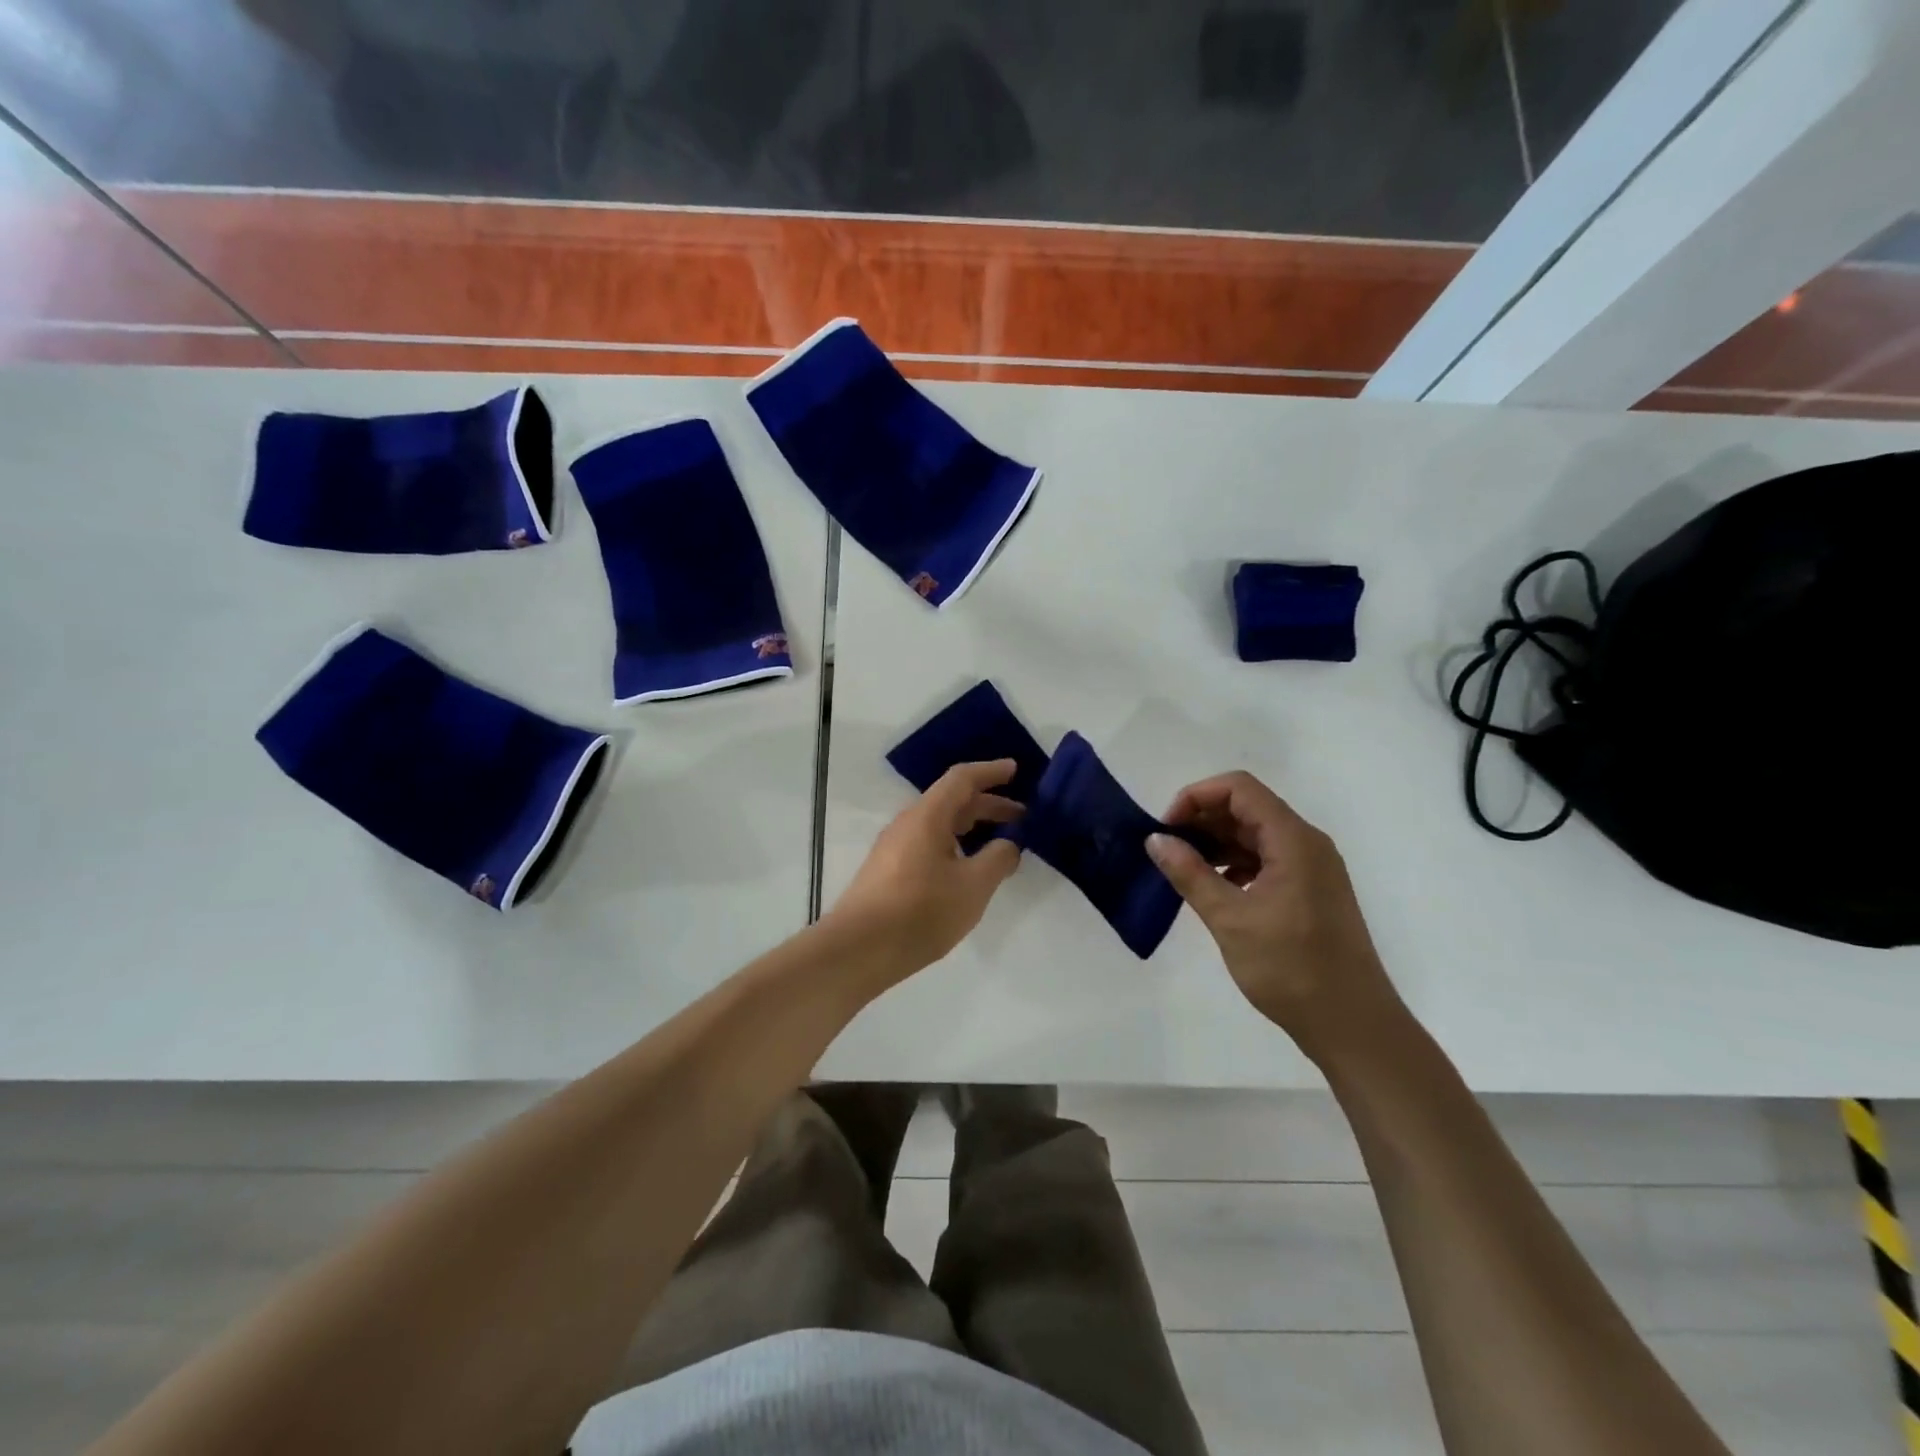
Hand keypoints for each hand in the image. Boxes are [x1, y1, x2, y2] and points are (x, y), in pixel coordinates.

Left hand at [825, 760, 1023, 984]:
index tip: (1015, 770)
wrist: (857, 950)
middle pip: (952, 802)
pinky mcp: (889, 871)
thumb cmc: (920, 912)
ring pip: (940, 825)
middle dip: (988, 805)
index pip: (962, 779)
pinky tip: (968, 869)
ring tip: (1000, 844)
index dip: (990, 772)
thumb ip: (998, 859)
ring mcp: (895, 848)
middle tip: (1021, 816)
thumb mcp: (973, 886)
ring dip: (972, 828)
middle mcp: (908, 824)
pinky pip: (929, 844)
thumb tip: (1009, 844)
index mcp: (927, 816)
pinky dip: (956, 846)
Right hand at [1147, 771, 1401, 1061]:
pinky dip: (1234, 864)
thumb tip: (1155, 840)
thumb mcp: (1231, 919)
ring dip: (1216, 843)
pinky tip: (1213, 887)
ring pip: (1255, 835)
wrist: (1352, 1025)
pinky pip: (1266, 859)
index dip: (1197, 797)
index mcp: (1293, 840)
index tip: (1166, 829)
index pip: (1239, 789)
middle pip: (1247, 808)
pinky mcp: (1309, 891)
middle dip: (1202, 820)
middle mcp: (1306, 844)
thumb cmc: (1292, 968)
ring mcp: (1311, 868)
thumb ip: (1190, 873)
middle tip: (1166, 849)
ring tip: (1182, 868)